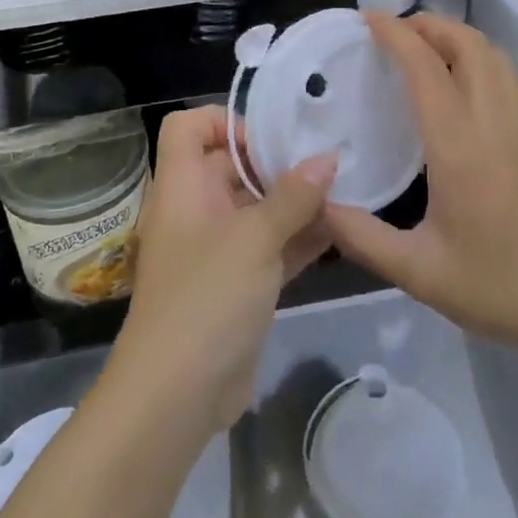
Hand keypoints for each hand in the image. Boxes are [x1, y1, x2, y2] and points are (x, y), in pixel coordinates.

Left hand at [110, 106, 334, 434]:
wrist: (176, 396)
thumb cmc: (207, 297)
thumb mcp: (255, 239)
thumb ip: (294, 197)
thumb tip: (327, 158)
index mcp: (182, 187)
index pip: (188, 127)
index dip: (225, 122)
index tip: (268, 142)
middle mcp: (195, 211)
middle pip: (229, 166)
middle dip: (276, 163)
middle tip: (324, 164)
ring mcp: (215, 250)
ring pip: (255, 209)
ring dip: (294, 202)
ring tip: (342, 194)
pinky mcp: (236, 285)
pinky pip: (268, 247)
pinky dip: (297, 238)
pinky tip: (338, 232)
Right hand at [325, 13, 517, 355]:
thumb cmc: (495, 287)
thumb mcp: (417, 271)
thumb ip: (361, 237)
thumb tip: (317, 203)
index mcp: (459, 146)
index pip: (426, 68)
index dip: (396, 34)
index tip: (368, 18)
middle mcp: (493, 124)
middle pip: (469, 45)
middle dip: (431, 24)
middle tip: (394, 30)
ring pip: (496, 56)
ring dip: (460, 36)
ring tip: (426, 44)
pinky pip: (511, 78)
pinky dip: (485, 58)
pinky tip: (467, 77)